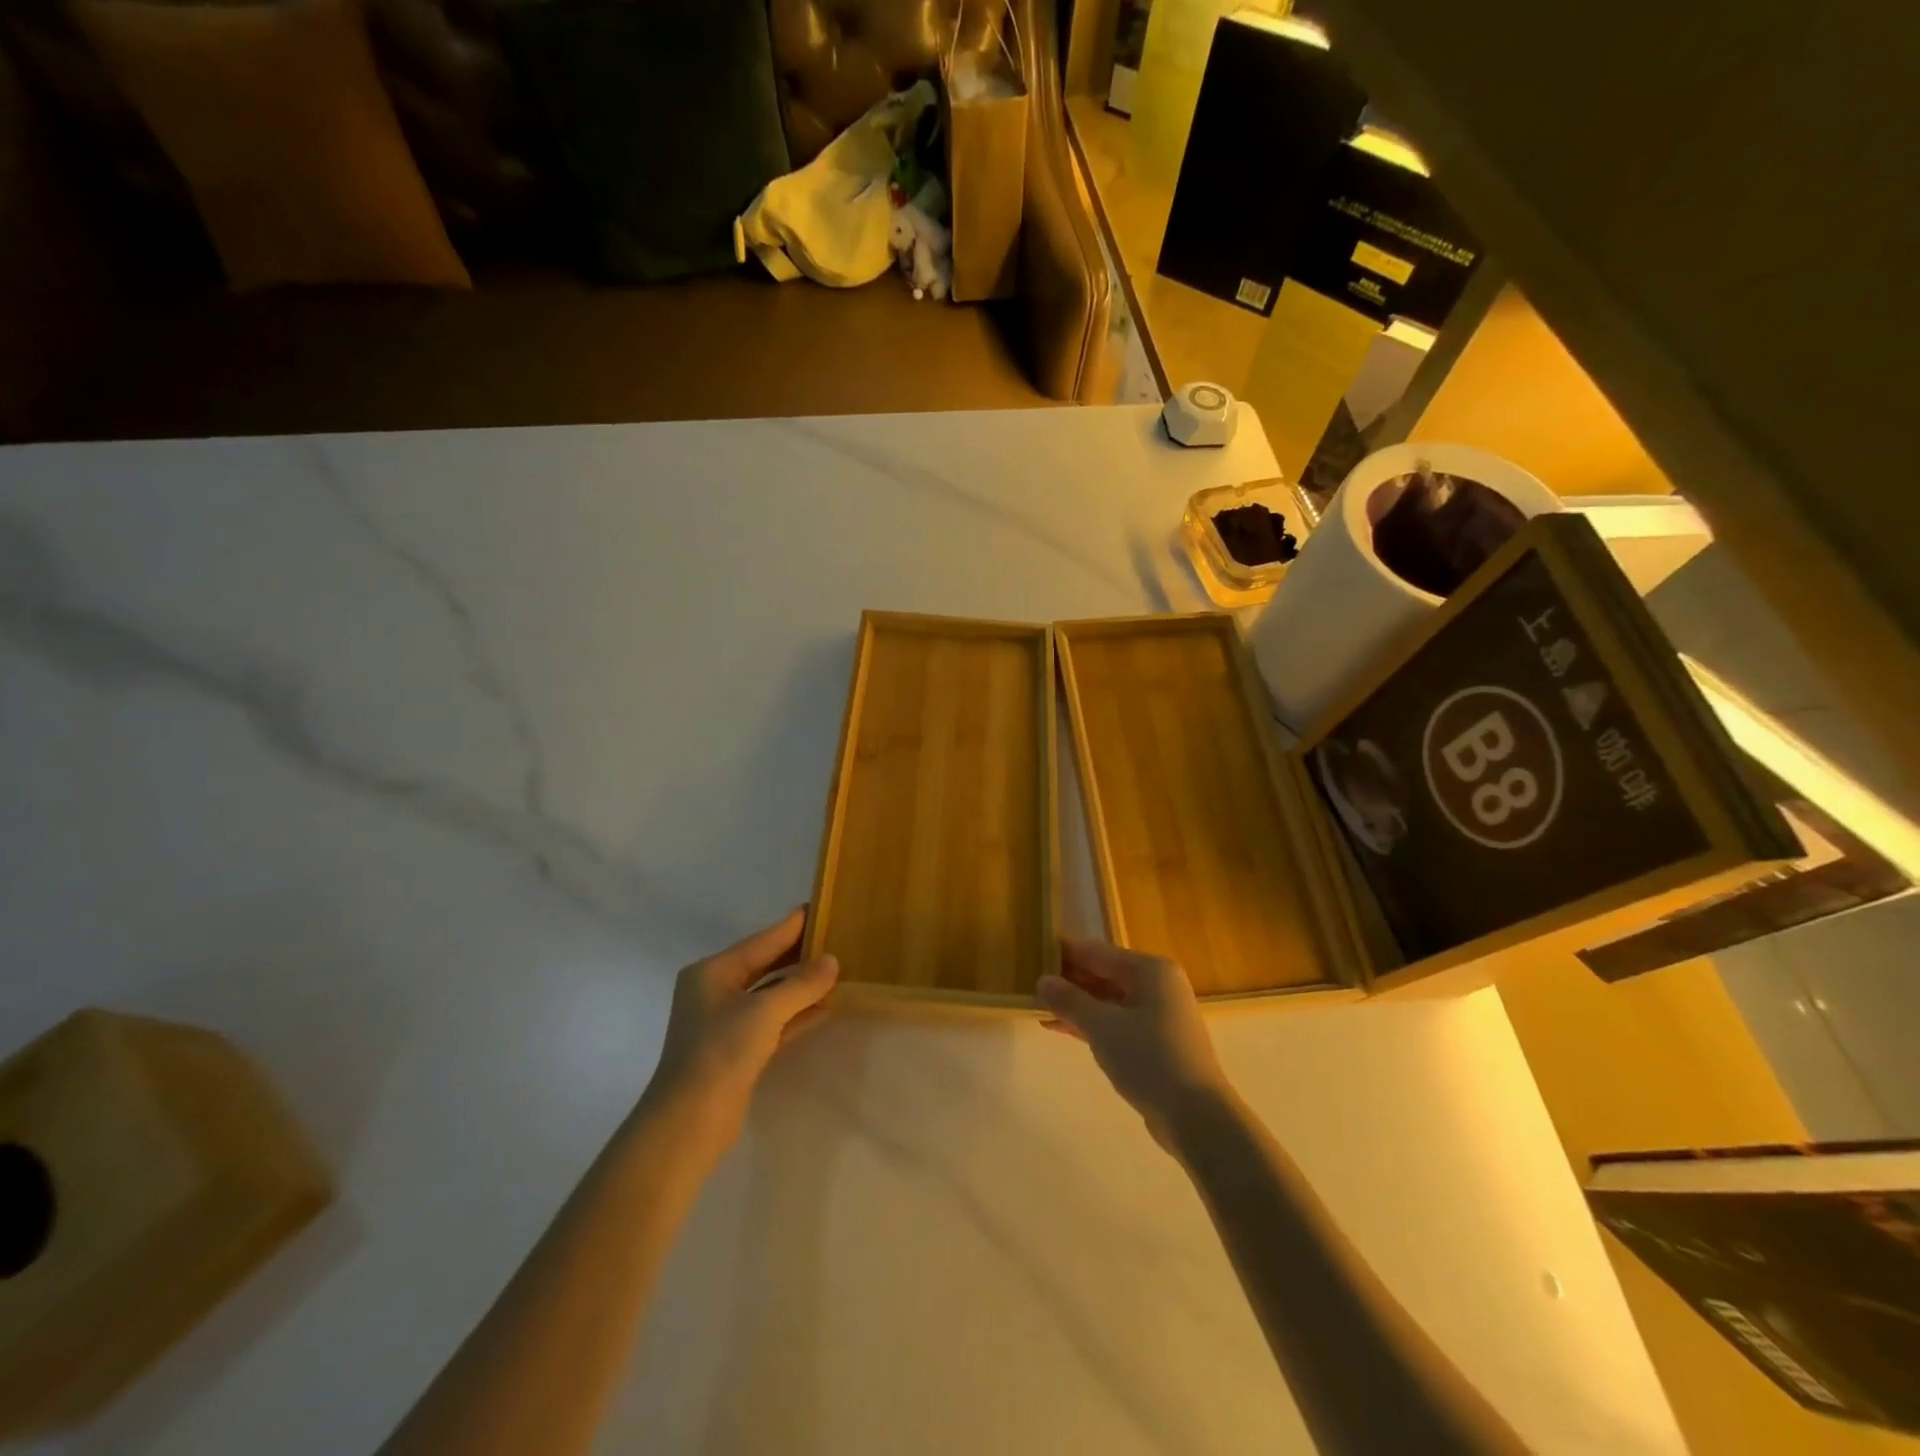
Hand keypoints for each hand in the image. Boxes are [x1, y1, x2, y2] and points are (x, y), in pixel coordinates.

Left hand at [642, 908, 838, 1151]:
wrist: (689, 1122)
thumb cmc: (721, 1051)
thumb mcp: (764, 1011)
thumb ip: (801, 984)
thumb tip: (832, 961)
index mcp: (712, 972)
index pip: (760, 941)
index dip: (790, 927)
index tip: (817, 907)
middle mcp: (715, 992)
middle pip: (765, 966)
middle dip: (798, 956)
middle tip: (834, 937)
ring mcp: (726, 1023)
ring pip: (771, 995)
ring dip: (801, 986)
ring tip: (836, 970)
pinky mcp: (738, 1051)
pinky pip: (774, 1022)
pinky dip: (797, 1014)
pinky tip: (826, 1007)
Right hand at [1037, 939, 1231, 1150]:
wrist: (1197, 1117)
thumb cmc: (1149, 1058)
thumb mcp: (1102, 1026)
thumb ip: (1069, 1000)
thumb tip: (1042, 980)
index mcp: (1151, 969)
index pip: (1098, 952)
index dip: (1066, 952)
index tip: (1034, 951)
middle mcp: (1157, 985)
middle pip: (1104, 974)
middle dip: (1069, 980)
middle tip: (1030, 982)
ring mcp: (1158, 1015)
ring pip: (1108, 1000)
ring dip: (1076, 1004)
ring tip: (1038, 1006)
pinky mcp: (1156, 1043)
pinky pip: (1115, 1022)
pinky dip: (1090, 1023)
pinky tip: (1060, 1028)